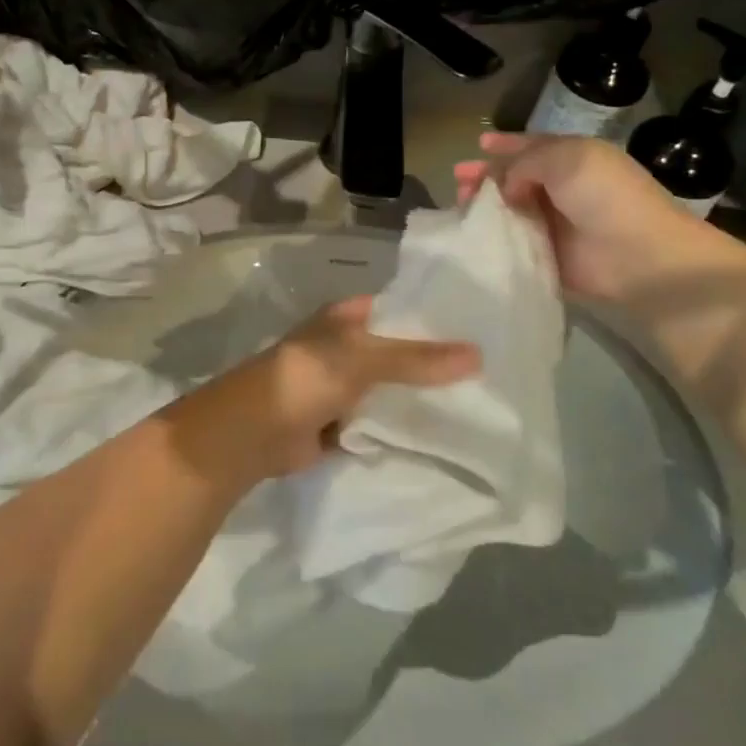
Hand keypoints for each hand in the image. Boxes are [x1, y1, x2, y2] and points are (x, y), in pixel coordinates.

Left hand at [169, 297, 479, 484]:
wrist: (254, 432)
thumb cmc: (305, 378)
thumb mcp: (362, 359)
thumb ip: (416, 358)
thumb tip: (478, 354)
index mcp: (346, 319)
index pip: (399, 310)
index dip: (434, 317)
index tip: (481, 327)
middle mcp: (345, 348)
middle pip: (398, 353)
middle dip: (434, 363)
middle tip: (491, 372)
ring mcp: (342, 388)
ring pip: (391, 390)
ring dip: (420, 399)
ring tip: (479, 404)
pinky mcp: (340, 424)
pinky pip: (379, 422)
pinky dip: (401, 428)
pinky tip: (443, 435)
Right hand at [454, 132, 710, 302]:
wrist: (638, 254)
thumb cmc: (603, 195)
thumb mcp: (564, 158)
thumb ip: (524, 163)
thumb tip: (506, 186)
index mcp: (572, 159)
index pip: (532, 147)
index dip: (506, 144)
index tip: (480, 144)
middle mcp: (562, 189)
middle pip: (515, 178)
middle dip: (486, 176)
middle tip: (458, 178)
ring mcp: (555, 224)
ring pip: (510, 210)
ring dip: (485, 206)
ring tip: (459, 204)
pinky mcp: (548, 256)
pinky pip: (513, 243)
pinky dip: (493, 237)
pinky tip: (470, 234)